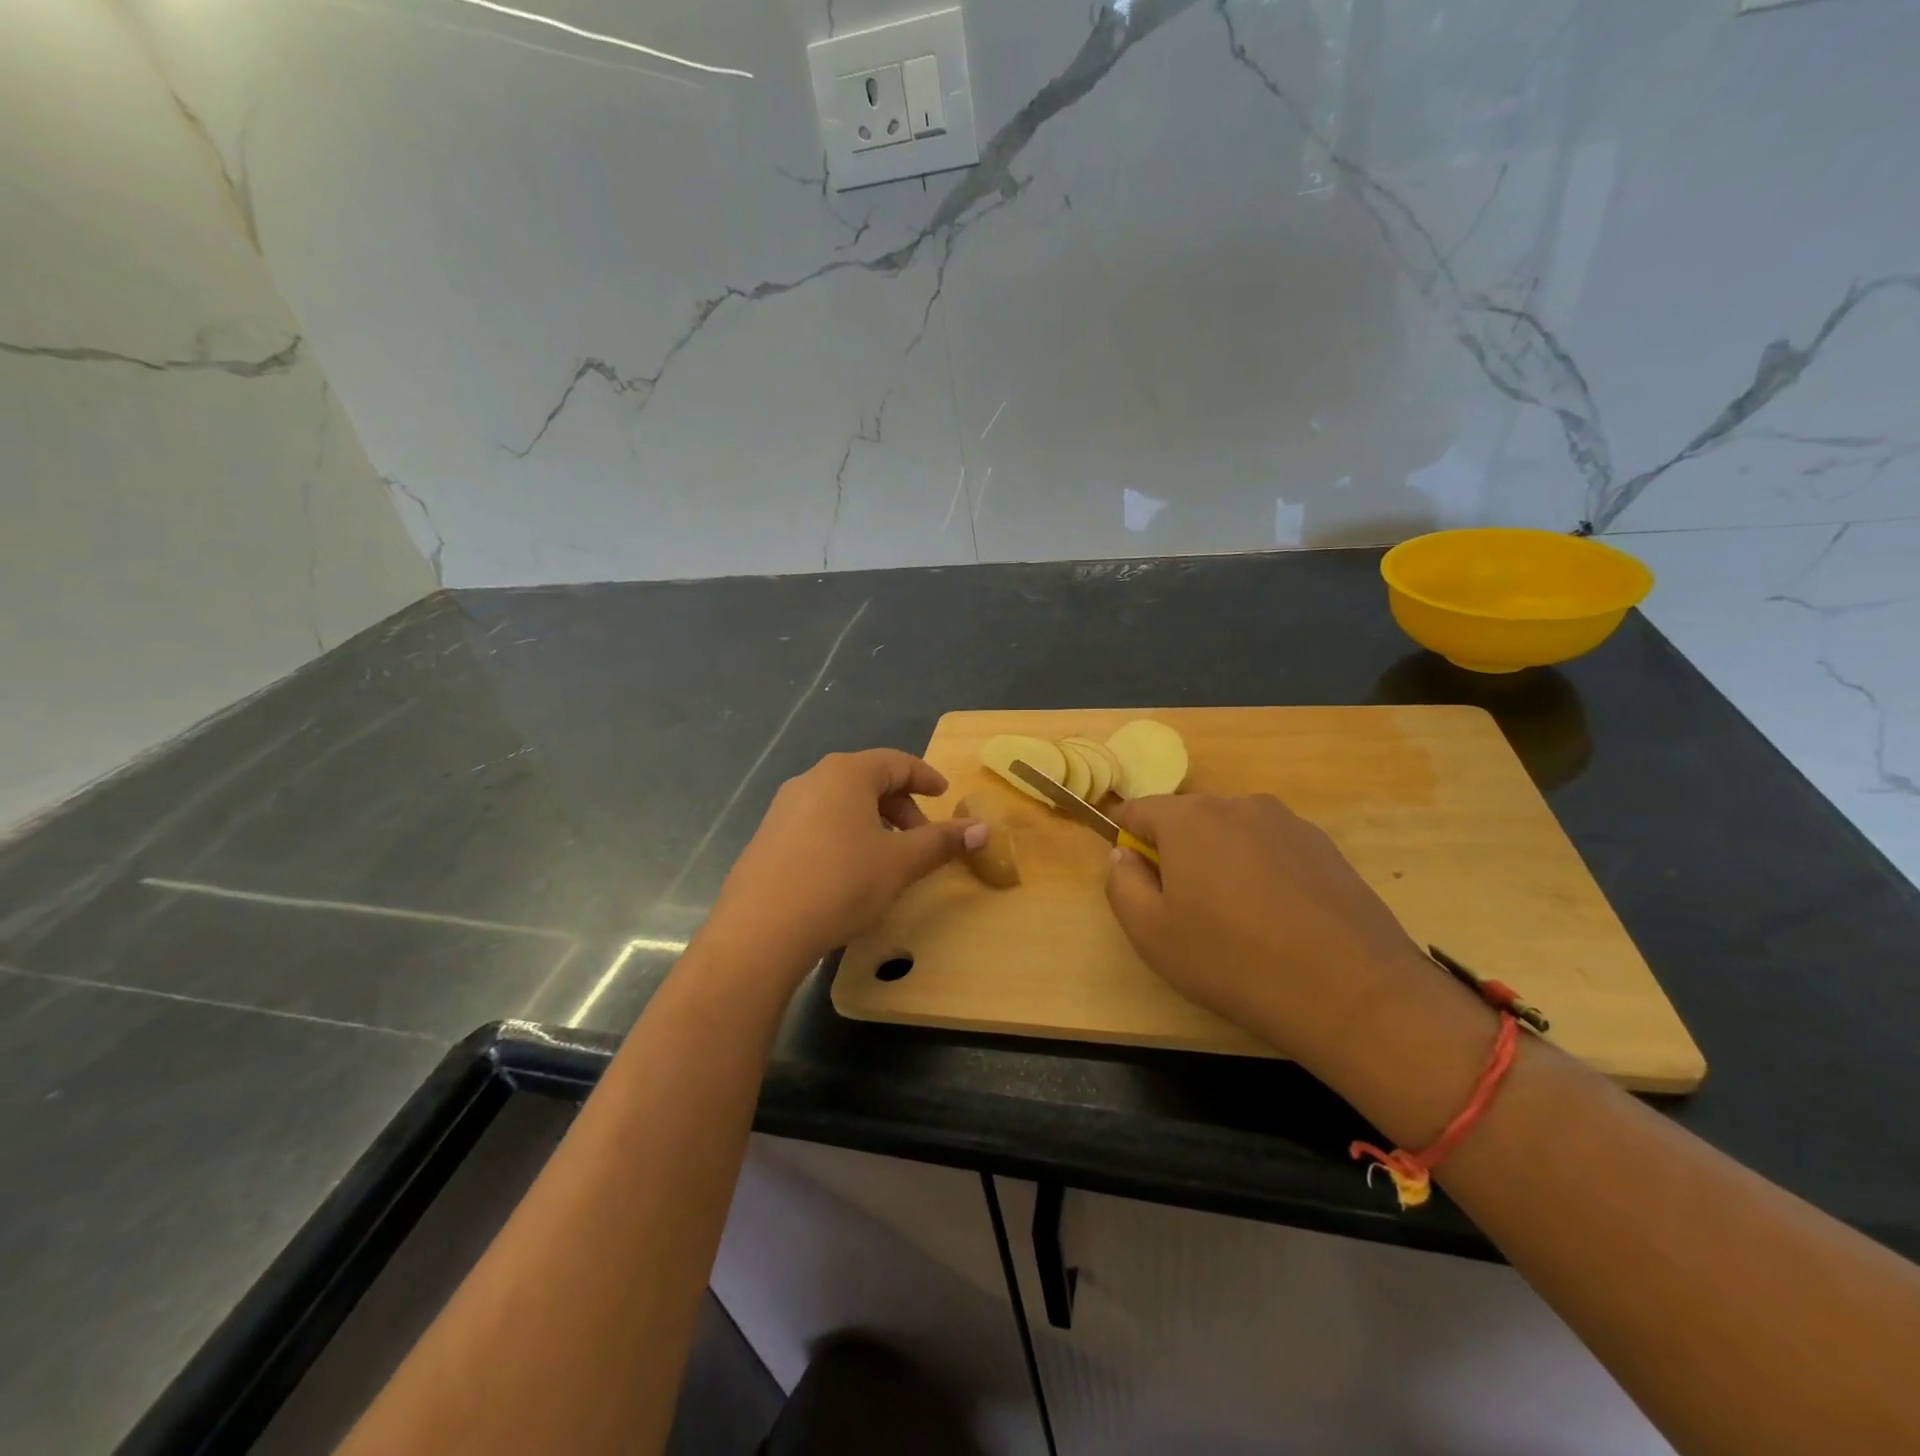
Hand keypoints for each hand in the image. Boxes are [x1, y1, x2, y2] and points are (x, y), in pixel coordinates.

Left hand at [704, 750, 984, 976]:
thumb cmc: (841, 882)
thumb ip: (942, 842)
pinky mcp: (767, 838)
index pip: (896, 762)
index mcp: (846, 774)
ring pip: (840, 803)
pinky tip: (848, 872)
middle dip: (900, 806)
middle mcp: (812, 780)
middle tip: (921, 836)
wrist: (761, 930)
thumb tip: (983, 828)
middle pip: (867, 781)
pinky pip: (817, 823)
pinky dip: (843, 835)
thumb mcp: (900, 863)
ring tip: (887, 856)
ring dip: (872, 822)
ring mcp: (783, 808)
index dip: (925, 777)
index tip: (944, 795)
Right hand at [1105, 794, 1437, 1074]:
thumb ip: (1121, 882)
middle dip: (1176, 852)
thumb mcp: (1150, 933)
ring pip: (1231, 832)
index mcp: (1188, 818)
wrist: (1352, 991)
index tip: (1137, 879)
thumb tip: (1125, 854)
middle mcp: (1237, 804)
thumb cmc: (1233, 961)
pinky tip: (1278, 919)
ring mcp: (1287, 822)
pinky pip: (1271, 848)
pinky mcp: (1324, 846)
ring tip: (1237, 918)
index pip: (1138, 810)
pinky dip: (1262, 871)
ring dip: (1220, 861)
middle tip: (1186, 909)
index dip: (1127, 840)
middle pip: (1187, 818)